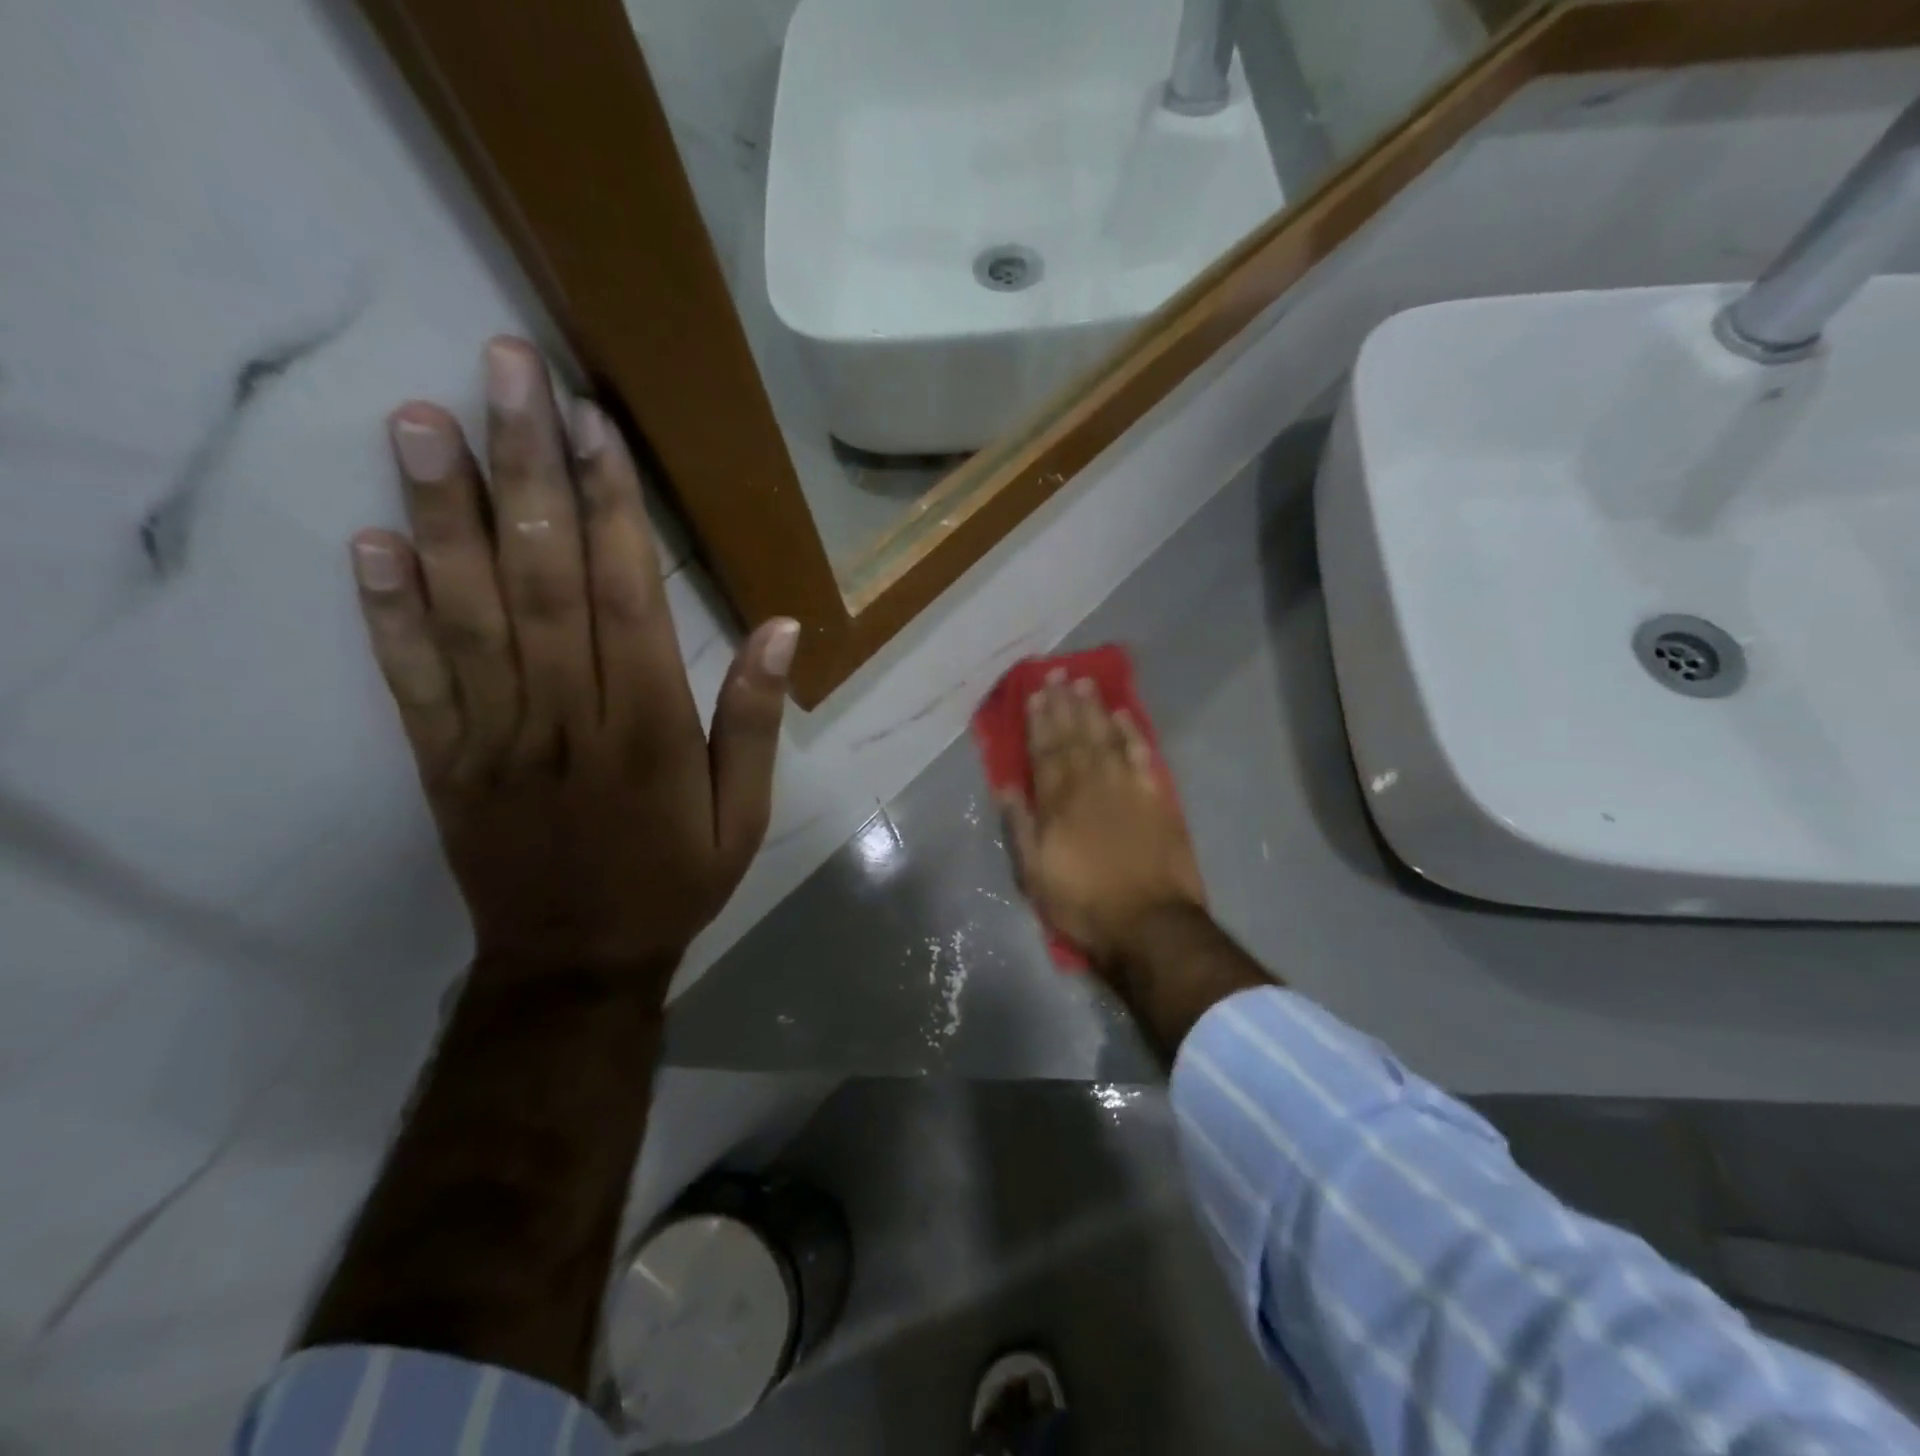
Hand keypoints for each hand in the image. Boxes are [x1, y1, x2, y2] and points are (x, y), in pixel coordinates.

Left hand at [349, 337, 797, 996]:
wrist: (576, 964)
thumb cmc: (674, 881)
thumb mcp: (745, 816)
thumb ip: (754, 722)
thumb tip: (783, 630)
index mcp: (648, 732)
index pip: (628, 599)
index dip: (612, 509)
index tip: (594, 425)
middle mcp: (567, 719)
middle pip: (543, 582)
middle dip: (525, 472)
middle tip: (503, 371)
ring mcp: (494, 739)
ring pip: (467, 616)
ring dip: (444, 516)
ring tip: (423, 422)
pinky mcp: (444, 763)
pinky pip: (412, 682)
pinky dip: (387, 613)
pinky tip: (370, 542)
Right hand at [1000, 674, 1206, 972]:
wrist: (1150, 924)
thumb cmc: (1084, 904)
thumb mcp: (1035, 874)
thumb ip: (1021, 827)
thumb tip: (1006, 786)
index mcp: (1058, 803)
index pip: (1045, 752)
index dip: (1038, 722)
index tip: (1034, 694)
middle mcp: (1091, 785)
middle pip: (1075, 737)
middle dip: (1063, 705)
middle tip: (1058, 674)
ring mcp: (1127, 788)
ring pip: (1106, 738)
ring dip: (1094, 709)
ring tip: (1085, 684)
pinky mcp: (1157, 799)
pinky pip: (1143, 756)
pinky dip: (1133, 733)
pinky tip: (1125, 715)